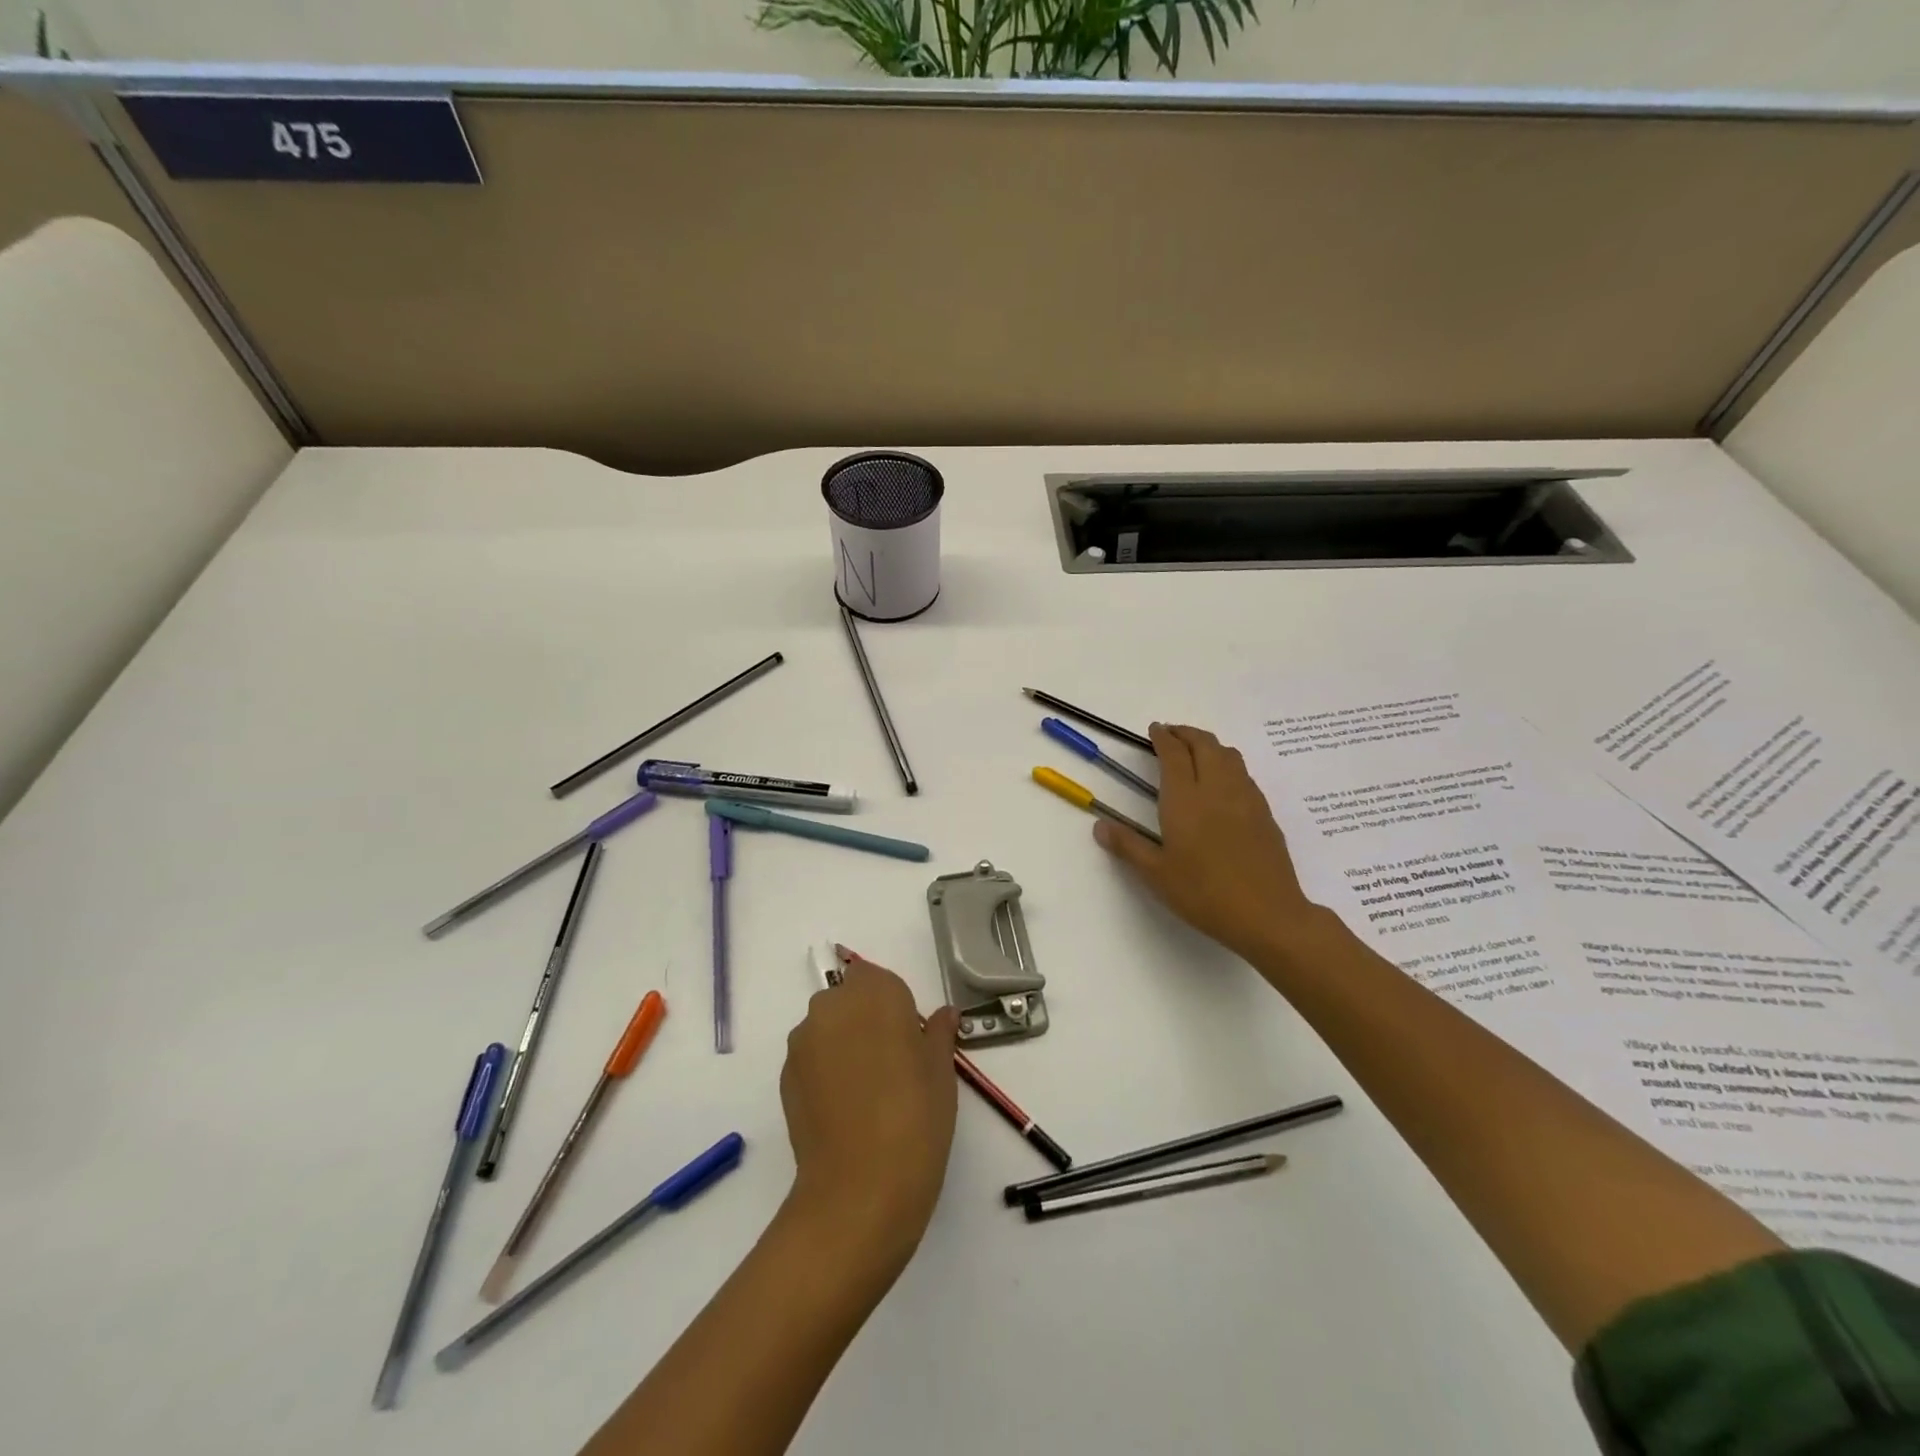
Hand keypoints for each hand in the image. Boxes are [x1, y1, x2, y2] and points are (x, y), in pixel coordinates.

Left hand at [779, 955, 958, 1276]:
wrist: (860, 1188)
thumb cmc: (915, 1116)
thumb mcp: (941, 1071)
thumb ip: (938, 1034)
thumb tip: (944, 1015)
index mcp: (875, 993)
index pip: (880, 979)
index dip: (895, 1006)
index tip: (910, 1039)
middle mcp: (832, 1006)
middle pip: (849, 1000)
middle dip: (866, 1021)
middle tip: (892, 1064)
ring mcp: (803, 1041)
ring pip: (827, 1028)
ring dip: (843, 1045)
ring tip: (867, 1092)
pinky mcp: (786, 1077)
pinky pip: (811, 1059)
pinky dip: (825, 1072)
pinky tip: (845, 1110)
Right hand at [1095, 723, 1335, 963]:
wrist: (1268, 914)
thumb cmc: (1204, 893)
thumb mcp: (1157, 874)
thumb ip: (1128, 846)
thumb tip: (1100, 826)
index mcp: (1185, 799)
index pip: (1174, 754)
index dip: (1163, 737)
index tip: (1154, 730)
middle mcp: (1217, 789)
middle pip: (1204, 744)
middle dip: (1186, 733)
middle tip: (1172, 735)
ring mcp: (1246, 798)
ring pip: (1229, 755)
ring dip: (1209, 745)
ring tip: (1196, 752)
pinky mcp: (1265, 813)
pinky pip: (1244, 774)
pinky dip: (1228, 764)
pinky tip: (1222, 784)